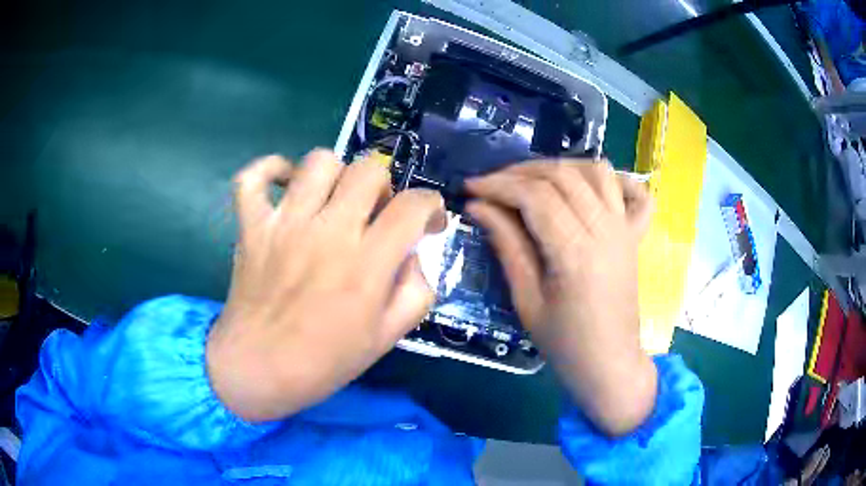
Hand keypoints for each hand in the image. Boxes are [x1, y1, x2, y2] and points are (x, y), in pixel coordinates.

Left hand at [206, 150, 445, 421]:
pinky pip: (252, 178)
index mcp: (367, 264)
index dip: (431, 206)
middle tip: (376, 213)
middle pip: (369, 170)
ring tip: (334, 202)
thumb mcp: (387, 337)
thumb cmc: (324, 361)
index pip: (413, 206)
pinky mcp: (251, 226)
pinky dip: (269, 169)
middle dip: (385, 186)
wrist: (258, 370)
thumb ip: (416, 291)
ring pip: (319, 161)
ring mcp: (284, 224)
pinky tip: (285, 183)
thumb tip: (412, 255)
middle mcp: (328, 232)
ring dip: (337, 175)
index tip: (428, 222)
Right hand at [465, 160, 655, 436]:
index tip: (470, 187)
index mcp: (576, 253)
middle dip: (520, 172)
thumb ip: (506, 246)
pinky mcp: (635, 235)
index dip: (498, 185)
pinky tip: (591, 187)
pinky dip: (615, 178)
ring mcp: (625, 229)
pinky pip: (636, 192)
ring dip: (561, 166)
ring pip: (596, 171)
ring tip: (534, 181)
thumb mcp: (526, 300)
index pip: (535, 196)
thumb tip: (478, 207)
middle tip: (492, 185)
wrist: (609, 363)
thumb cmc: (565, 342)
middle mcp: (606, 230)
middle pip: (562, 175)